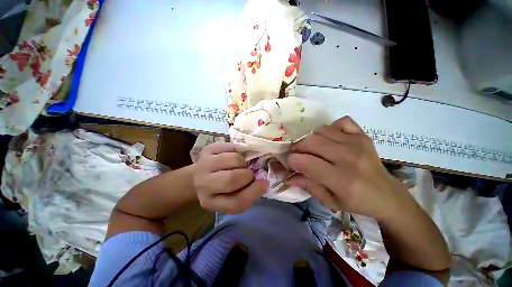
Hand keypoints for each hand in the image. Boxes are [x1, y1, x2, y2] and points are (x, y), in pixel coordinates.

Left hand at [193, 142, 267, 213]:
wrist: (201, 175)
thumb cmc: (221, 188)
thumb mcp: (233, 196)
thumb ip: (248, 192)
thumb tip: (263, 180)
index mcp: (211, 202)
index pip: (235, 202)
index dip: (254, 192)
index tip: (264, 183)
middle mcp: (203, 185)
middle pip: (231, 179)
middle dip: (247, 175)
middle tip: (249, 173)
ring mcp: (203, 164)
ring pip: (233, 159)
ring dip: (243, 162)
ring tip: (240, 165)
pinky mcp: (207, 149)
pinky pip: (231, 147)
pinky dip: (238, 151)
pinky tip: (233, 155)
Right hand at [287, 116, 407, 218]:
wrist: (388, 195)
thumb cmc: (357, 202)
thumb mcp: (330, 201)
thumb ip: (308, 186)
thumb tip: (289, 176)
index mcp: (342, 180)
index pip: (307, 162)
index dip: (292, 161)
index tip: (290, 163)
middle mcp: (350, 157)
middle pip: (311, 142)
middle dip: (297, 148)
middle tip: (297, 155)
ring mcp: (357, 143)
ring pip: (321, 130)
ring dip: (310, 139)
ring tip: (311, 148)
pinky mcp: (363, 135)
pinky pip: (341, 122)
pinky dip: (331, 128)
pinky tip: (330, 139)